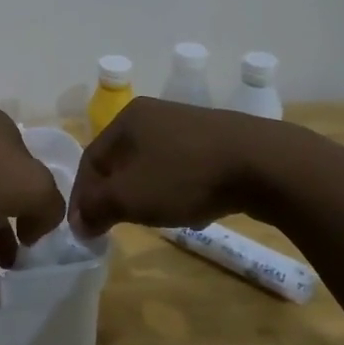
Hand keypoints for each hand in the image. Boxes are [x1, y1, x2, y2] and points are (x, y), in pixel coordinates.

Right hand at [69, 97, 277, 237]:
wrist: (265, 164)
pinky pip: (184, 169)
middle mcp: (155, 115)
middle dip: (115, 195)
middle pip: (121, 161)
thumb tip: (77, 223)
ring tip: (153, 221)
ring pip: (152, 166)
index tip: (83, 229)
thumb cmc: (186, 176)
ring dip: (146, 195)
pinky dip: (178, 191)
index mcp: (128, 118)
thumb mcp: (130, 196)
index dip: (82, 197)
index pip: (90, 159)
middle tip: (114, 225)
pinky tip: (192, 212)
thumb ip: (97, 208)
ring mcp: (189, 125)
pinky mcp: (219, 141)